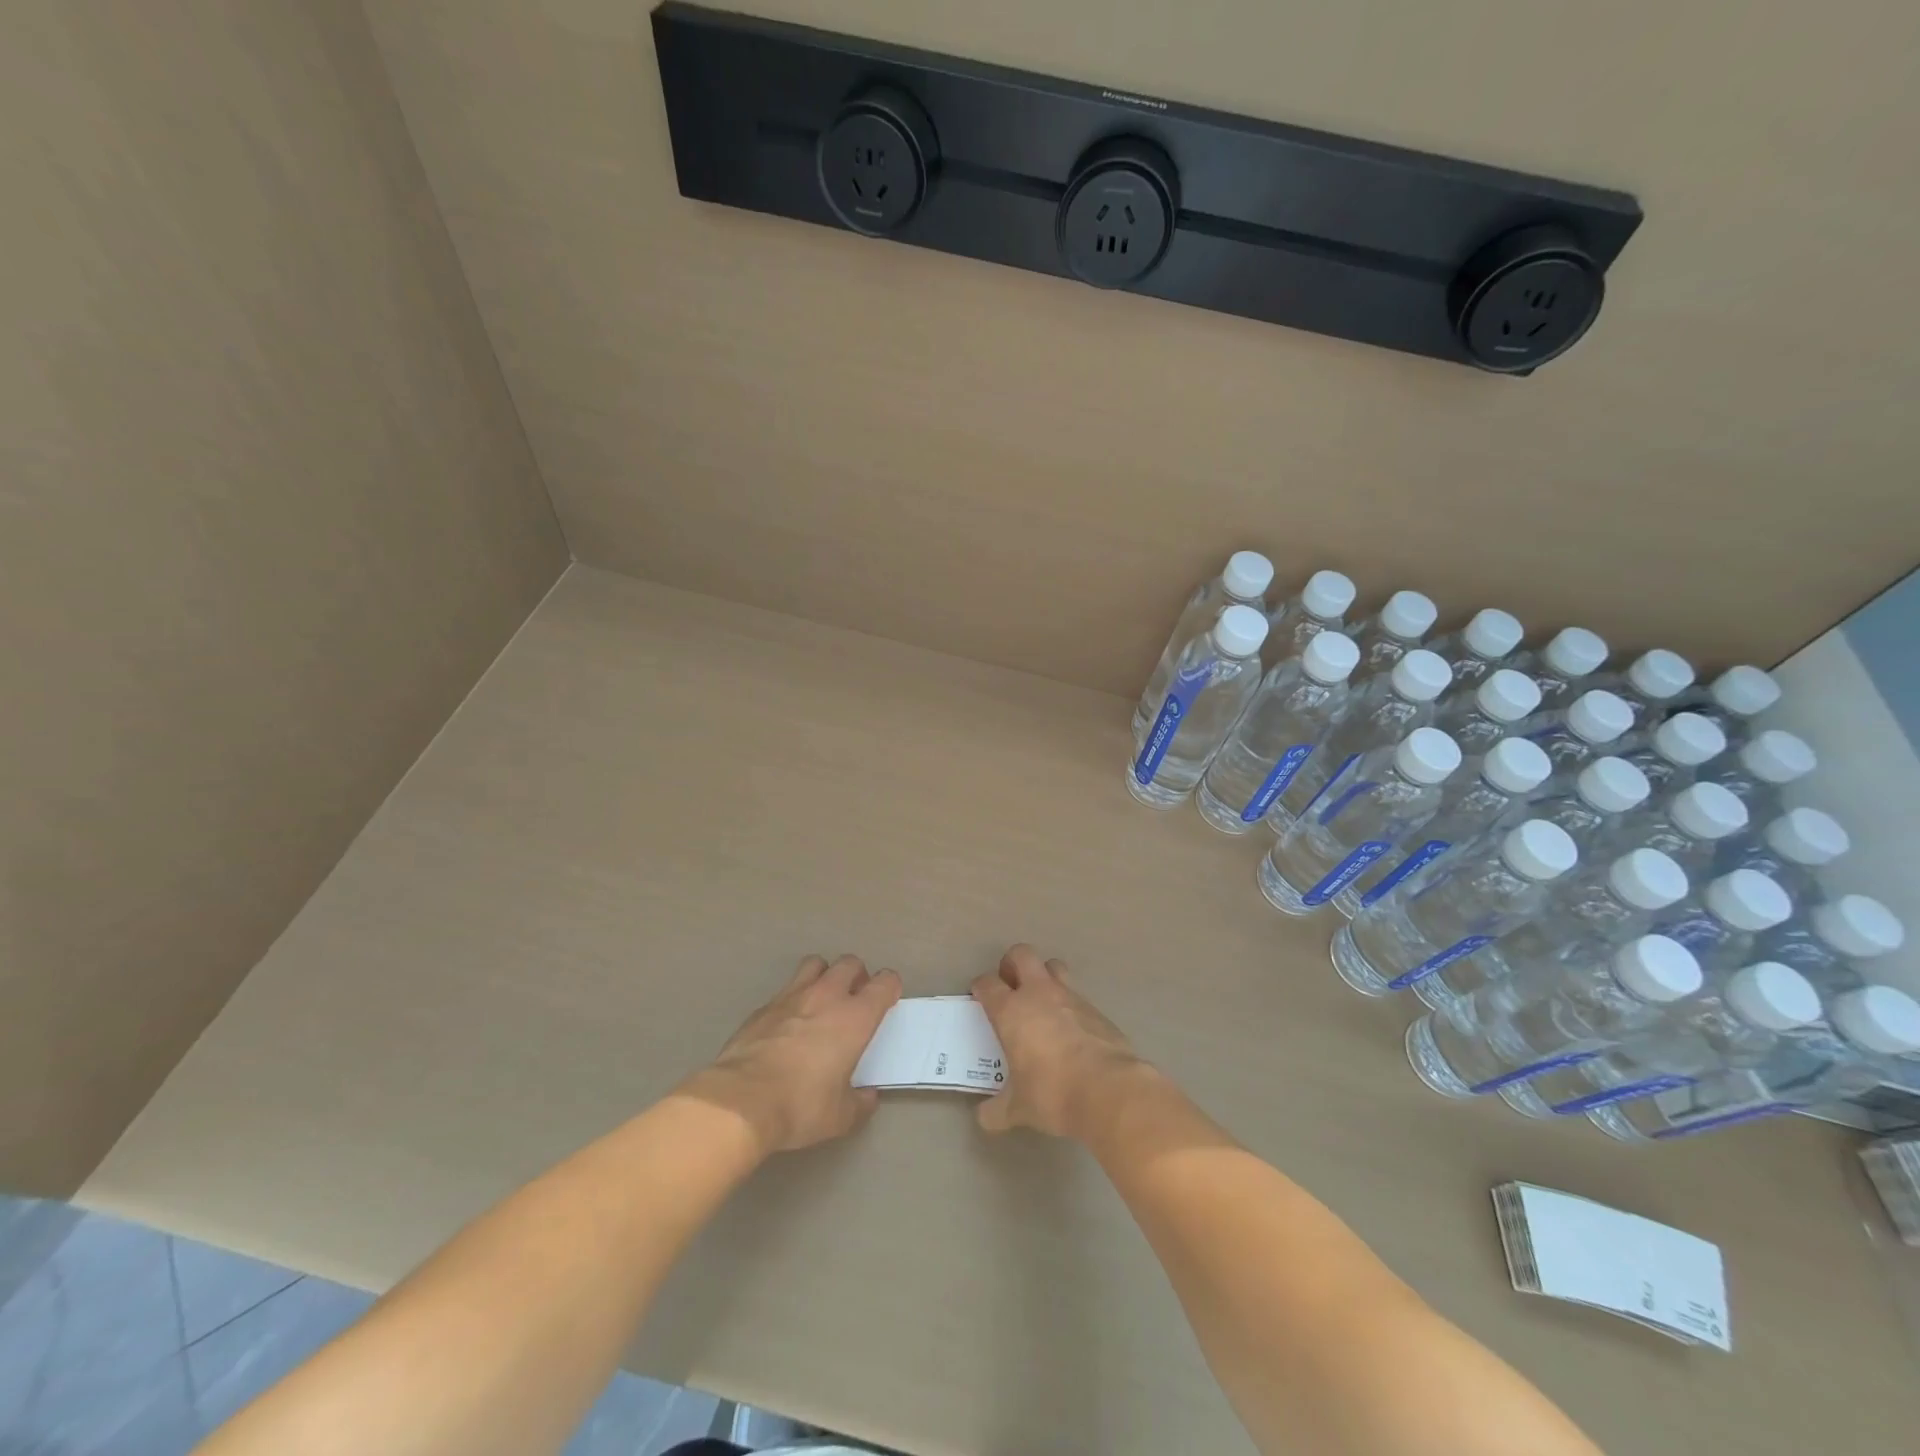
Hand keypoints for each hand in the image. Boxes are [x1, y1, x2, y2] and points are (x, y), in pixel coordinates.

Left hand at [681, 954, 900, 1155]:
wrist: (740, 1101)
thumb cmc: (800, 1106)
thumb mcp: (840, 1117)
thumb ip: (860, 1102)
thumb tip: (868, 1096)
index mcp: (855, 1018)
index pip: (884, 983)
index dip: (890, 987)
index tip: (888, 1000)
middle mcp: (827, 996)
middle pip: (850, 963)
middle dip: (857, 975)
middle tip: (854, 999)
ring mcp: (791, 996)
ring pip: (815, 965)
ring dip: (824, 975)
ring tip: (821, 1000)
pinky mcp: (763, 1006)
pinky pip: (785, 990)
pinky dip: (793, 999)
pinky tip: (787, 1024)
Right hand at [970, 944, 1147, 1138]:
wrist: (1110, 1090)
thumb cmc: (1054, 1093)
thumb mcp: (1018, 1109)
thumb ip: (997, 1110)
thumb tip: (984, 1117)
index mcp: (1011, 1011)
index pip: (988, 984)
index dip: (981, 987)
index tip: (980, 997)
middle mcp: (1039, 994)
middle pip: (1021, 954)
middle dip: (1012, 964)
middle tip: (1010, 987)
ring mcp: (1071, 997)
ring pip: (1053, 966)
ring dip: (1044, 976)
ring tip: (1042, 1003)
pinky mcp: (1097, 1009)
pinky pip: (1077, 995)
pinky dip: (1069, 1005)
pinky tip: (1071, 1031)